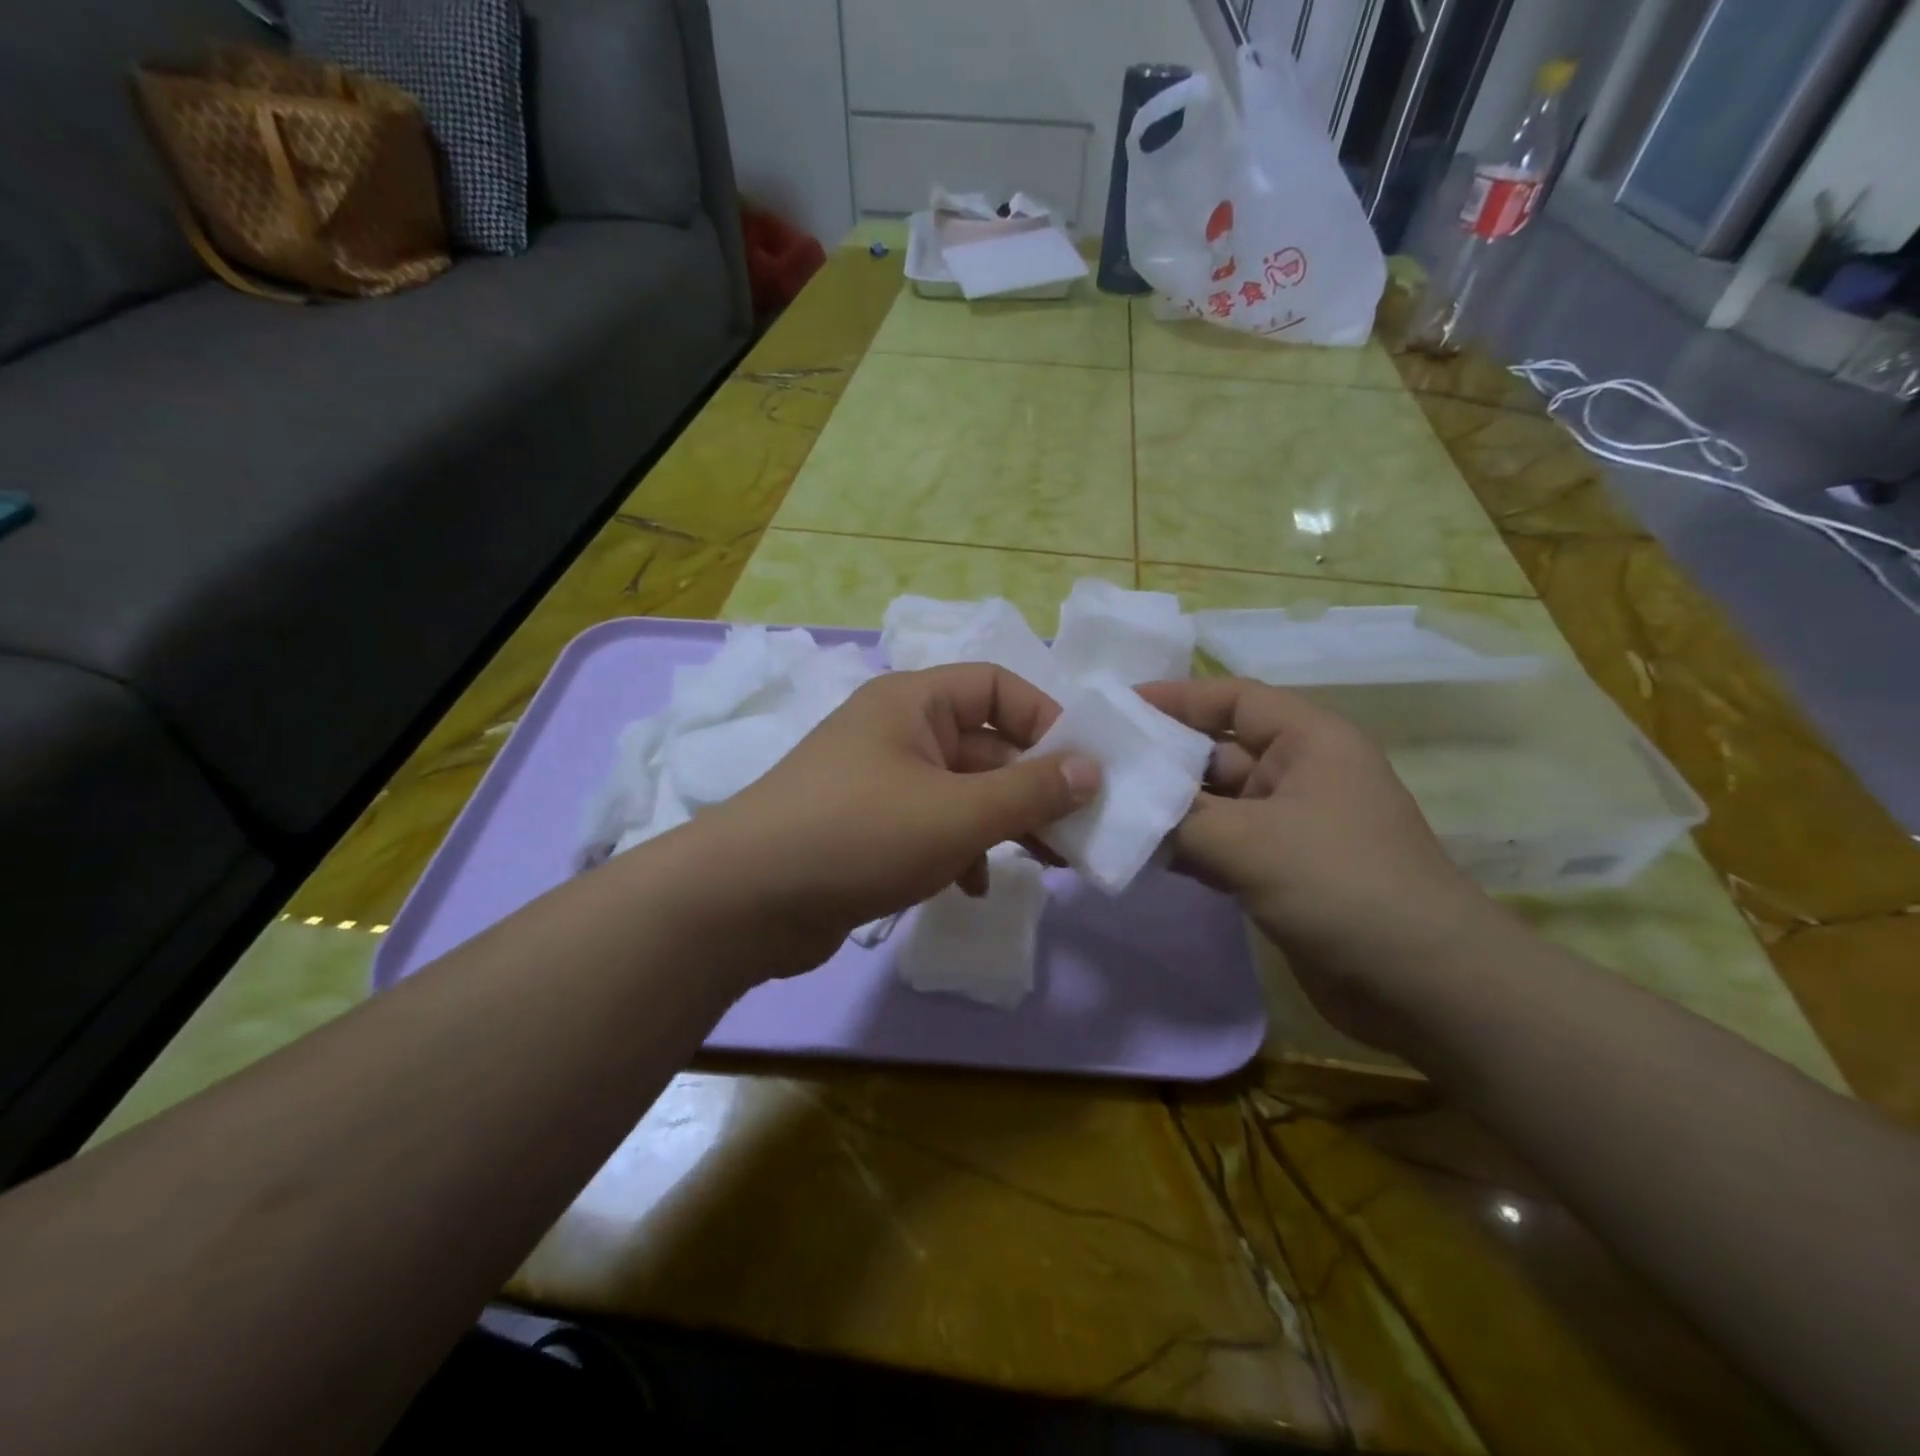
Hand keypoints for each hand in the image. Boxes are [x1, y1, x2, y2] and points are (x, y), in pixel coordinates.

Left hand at [684, 664, 1100, 975]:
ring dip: (1002, 822)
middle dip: (1032, 786)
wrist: (745, 901)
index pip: (997, 686)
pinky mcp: (867, 828)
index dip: (1045, 719)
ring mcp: (879, 781)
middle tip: (1078, 829)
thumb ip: (1031, 791)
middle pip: (984, 744)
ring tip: (1048, 862)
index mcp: (913, 702)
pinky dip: (960, 850)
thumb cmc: (860, 835)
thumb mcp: (958, 813)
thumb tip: (1093, 769)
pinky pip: (931, 826)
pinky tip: (974, 886)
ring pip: (961, 791)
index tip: (1082, 768)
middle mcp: (896, 731)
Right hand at [1137, 677, 1487, 1042]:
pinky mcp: (1281, 872)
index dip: (1175, 697)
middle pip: (1217, 751)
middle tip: (1095, 766)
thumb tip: (1121, 809)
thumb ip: (1176, 819)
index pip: (1233, 697)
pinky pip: (1221, 845)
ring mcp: (1290, 826)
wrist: (1425, 987)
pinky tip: (1137, 854)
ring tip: (1103, 810)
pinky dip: (1184, 848)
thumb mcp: (1249, 841)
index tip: (1116, 708)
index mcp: (1309, 741)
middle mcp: (1300, 774)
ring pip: (1214, 803)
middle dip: (1160, 759)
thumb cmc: (1341, 885)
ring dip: (1166, 809)